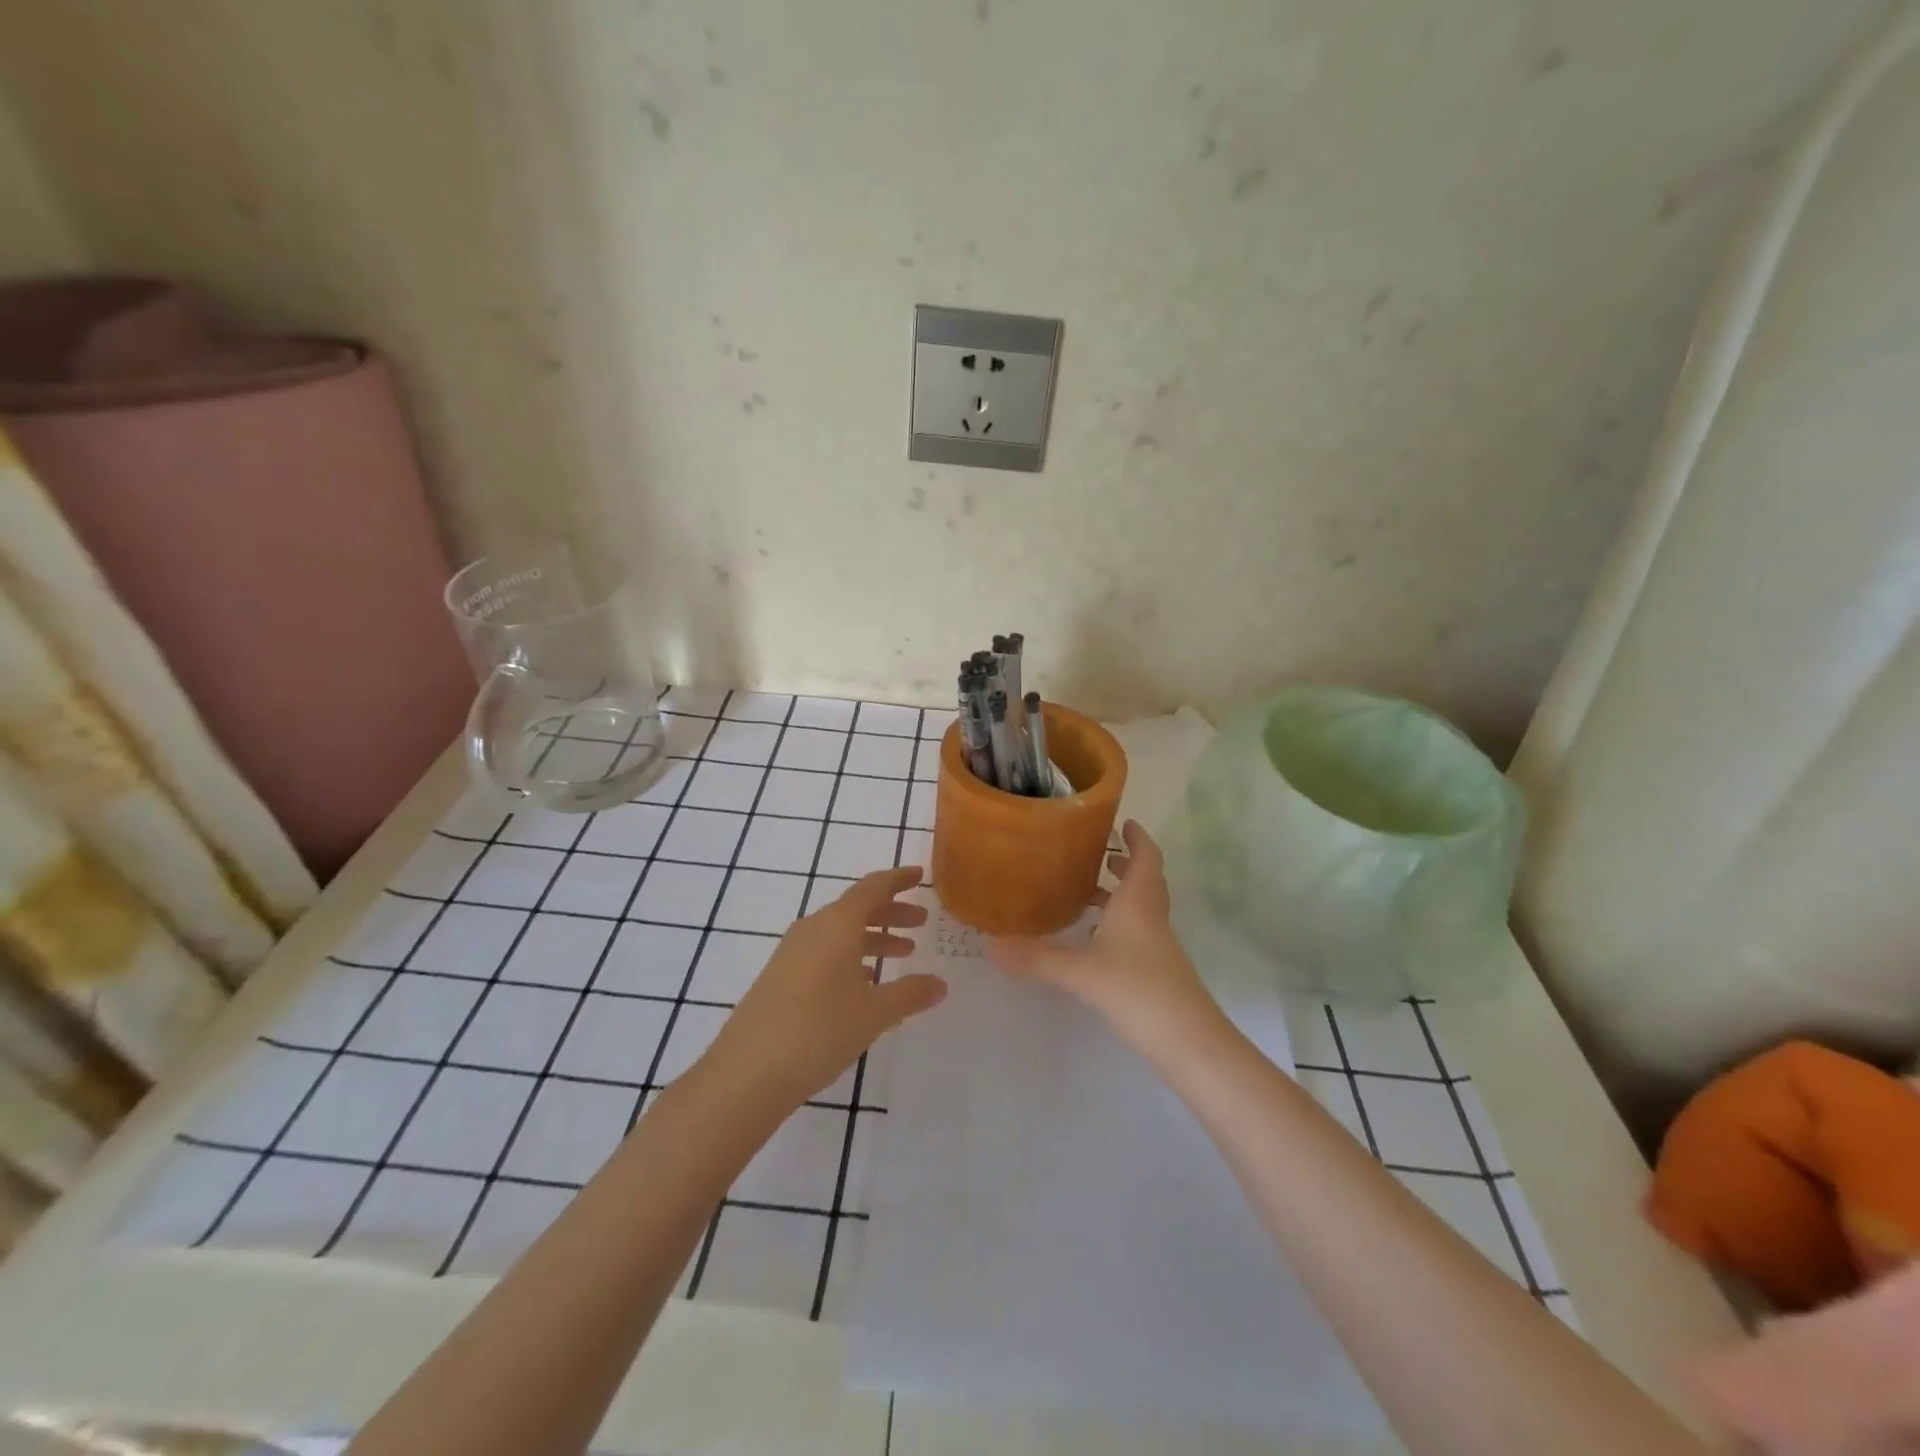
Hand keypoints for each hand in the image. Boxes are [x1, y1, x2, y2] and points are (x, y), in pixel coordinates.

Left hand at [699, 865, 946, 1108]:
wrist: (747, 1073)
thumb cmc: (819, 1031)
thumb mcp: (874, 1014)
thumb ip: (910, 994)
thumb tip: (940, 984)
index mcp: (838, 924)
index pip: (874, 887)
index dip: (899, 879)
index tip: (920, 875)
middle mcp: (813, 929)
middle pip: (857, 907)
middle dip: (891, 912)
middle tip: (921, 922)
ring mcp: (792, 952)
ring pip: (840, 931)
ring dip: (872, 936)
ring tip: (902, 952)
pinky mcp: (780, 976)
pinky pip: (824, 951)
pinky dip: (850, 956)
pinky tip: (864, 983)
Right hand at [991, 821, 1226, 1065]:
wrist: (1188, 1041)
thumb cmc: (1137, 990)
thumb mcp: (1081, 972)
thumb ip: (1038, 957)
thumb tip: (991, 946)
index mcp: (1139, 903)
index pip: (1146, 857)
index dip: (1138, 838)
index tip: (1124, 823)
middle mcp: (1152, 917)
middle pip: (1145, 880)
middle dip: (1124, 864)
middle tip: (1097, 855)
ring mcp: (1159, 945)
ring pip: (1142, 907)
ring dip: (1120, 895)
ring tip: (1087, 895)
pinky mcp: (1158, 970)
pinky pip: (1139, 932)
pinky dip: (1119, 924)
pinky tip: (1096, 941)